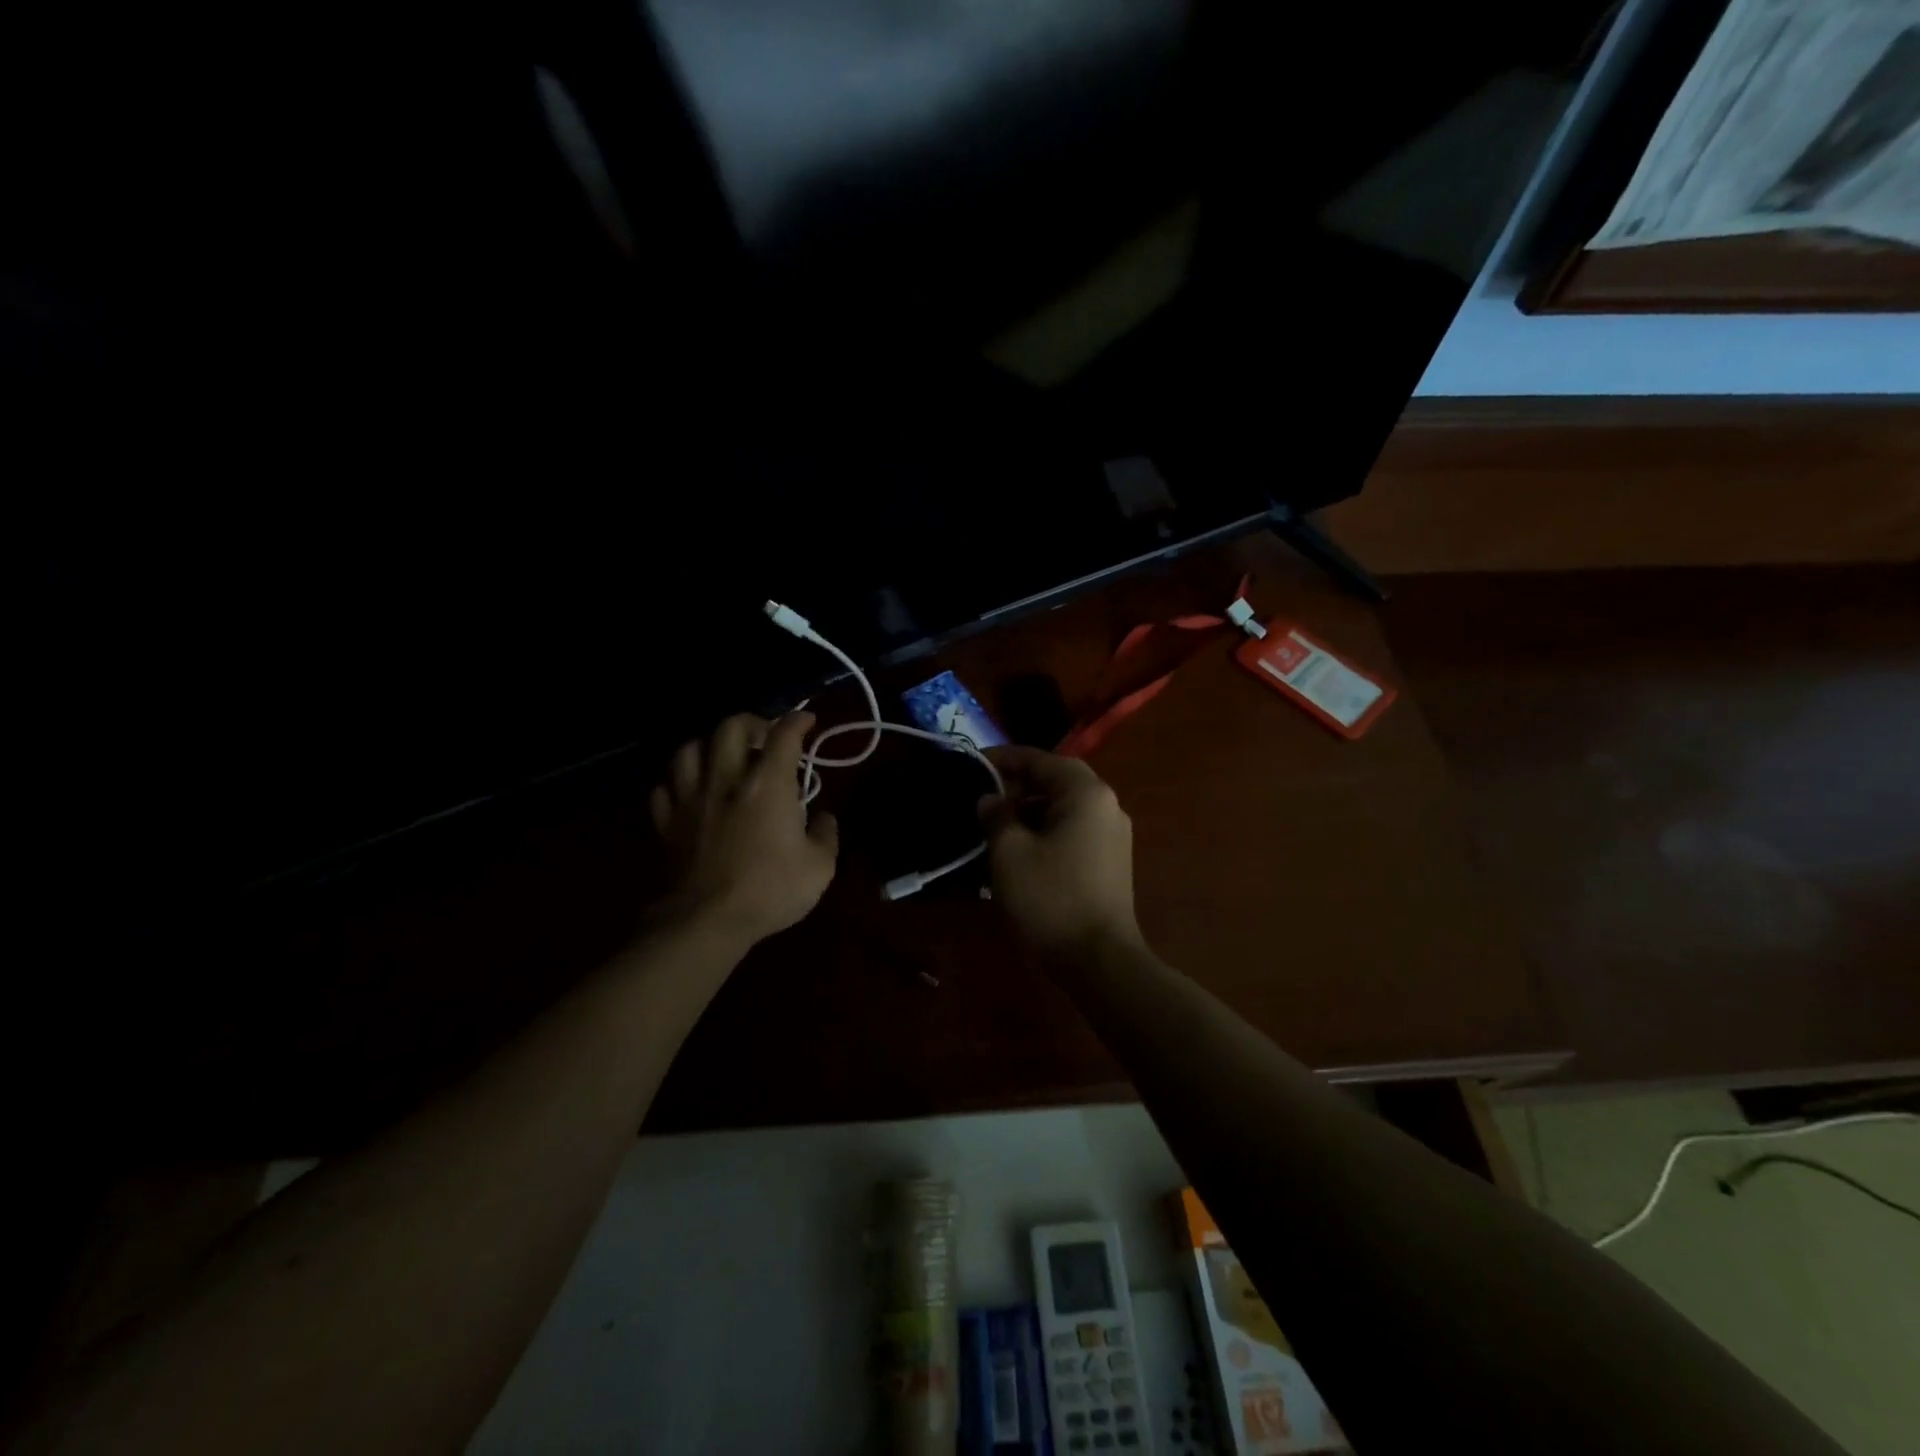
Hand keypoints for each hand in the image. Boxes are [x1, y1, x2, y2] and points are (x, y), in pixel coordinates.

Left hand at [650, 712, 838, 946]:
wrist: (705, 922)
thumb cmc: (770, 891)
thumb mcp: (819, 867)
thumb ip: (825, 835)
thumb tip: (824, 818)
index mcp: (768, 785)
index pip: (784, 735)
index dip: (798, 721)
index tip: (807, 720)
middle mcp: (726, 780)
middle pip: (730, 727)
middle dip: (751, 722)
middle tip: (764, 736)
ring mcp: (690, 799)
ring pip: (689, 749)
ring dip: (709, 745)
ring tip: (721, 757)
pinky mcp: (666, 823)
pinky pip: (664, 787)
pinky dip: (678, 782)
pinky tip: (690, 790)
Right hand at [977, 747, 1142, 959]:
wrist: (1099, 960)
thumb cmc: (1051, 898)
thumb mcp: (1010, 853)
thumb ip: (996, 816)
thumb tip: (990, 800)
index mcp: (1085, 793)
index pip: (1039, 759)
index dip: (1003, 758)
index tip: (973, 763)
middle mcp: (1106, 805)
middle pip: (1056, 780)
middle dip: (1017, 785)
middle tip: (984, 797)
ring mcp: (1112, 834)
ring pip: (1064, 807)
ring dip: (1030, 810)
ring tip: (995, 826)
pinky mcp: (1110, 861)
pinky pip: (1073, 830)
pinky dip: (1045, 831)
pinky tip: (1019, 851)